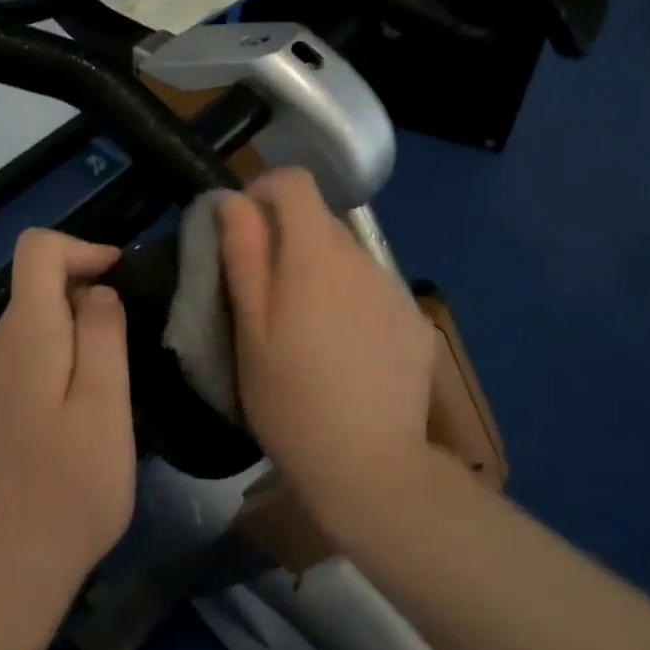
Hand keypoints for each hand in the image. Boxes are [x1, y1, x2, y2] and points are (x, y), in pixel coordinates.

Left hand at [0, 229, 135, 628]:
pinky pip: (23, 361)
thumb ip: (103, 334)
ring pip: (32, 326)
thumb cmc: (68, 489)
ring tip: (111, 382)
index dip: (82, 248)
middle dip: (85, 293)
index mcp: (25, 334)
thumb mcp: (105, 406)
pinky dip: (56, 361)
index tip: (120, 280)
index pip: (38, 248)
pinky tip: (78, 414)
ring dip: (75, 332)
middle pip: (36, 285)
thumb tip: (98, 291)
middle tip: (128, 342)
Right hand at [218, 170, 437, 523]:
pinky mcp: (415, 321)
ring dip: (321, 271)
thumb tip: (234, 200)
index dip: (264, 191)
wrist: (370, 467)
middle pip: (321, 220)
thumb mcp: (250, 329)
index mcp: (316, 254)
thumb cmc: (291, 400)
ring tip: (307, 331)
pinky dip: (352, 300)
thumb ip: (243, 254)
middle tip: (267, 295)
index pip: (295, 182)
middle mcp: (363, 258)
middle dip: (288, 239)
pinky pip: (374, 289)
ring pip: (348, 256)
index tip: (244, 230)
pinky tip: (346, 351)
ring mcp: (395, 289)